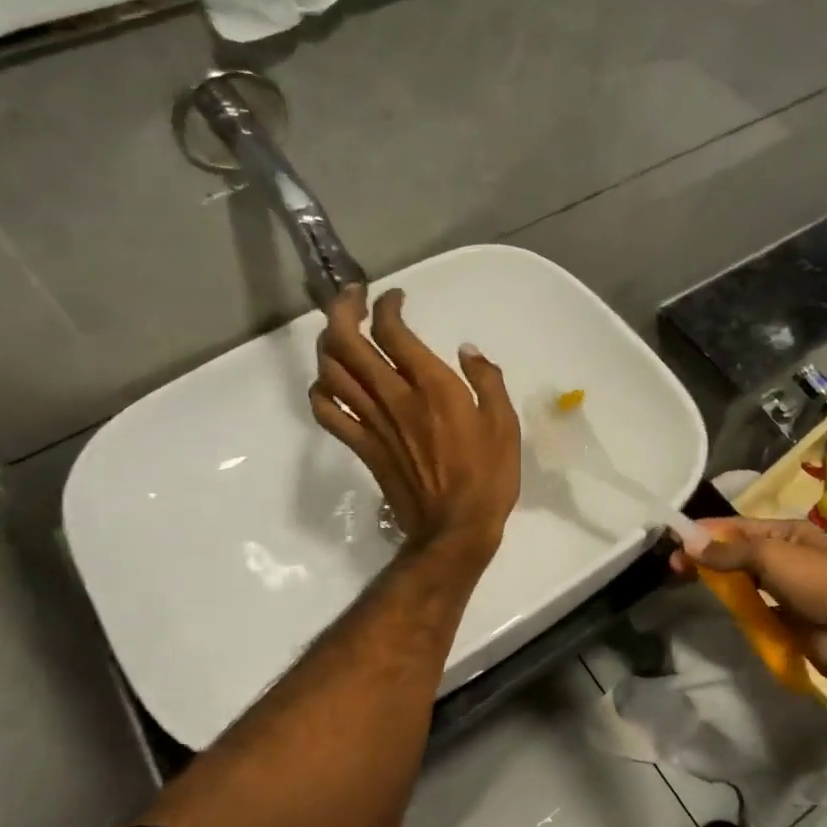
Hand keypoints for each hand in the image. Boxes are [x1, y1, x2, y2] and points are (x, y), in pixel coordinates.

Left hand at [309, 286, 520, 556]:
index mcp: (432, 387)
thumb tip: (468, 351)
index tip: (395, 298)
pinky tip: (332, 383)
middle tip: (355, 297)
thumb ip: (487, 381)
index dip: (387, 306)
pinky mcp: (361, 446)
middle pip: (347, 342)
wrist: (454, 529)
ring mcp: (372, 422)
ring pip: (331, 371)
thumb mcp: (504, 424)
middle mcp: (394, 397)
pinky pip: (327, 411)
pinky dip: (321, 389)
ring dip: (329, 343)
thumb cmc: (488, 477)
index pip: (392, 331)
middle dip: (344, 309)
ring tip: (342, 332)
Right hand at [669, 518, 826, 681]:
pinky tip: (715, 608)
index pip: (739, 527)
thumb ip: (729, 551)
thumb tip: (688, 542)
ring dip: (719, 582)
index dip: (707, 531)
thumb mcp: (771, 556)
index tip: (674, 538)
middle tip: (674, 566)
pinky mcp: (786, 619)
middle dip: (708, 557)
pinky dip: (735, 607)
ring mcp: (787, 590)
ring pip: (744, 581)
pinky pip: (754, 608)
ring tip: (687, 584)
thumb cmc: (818, 583)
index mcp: (788, 533)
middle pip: (738, 553)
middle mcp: (787, 557)